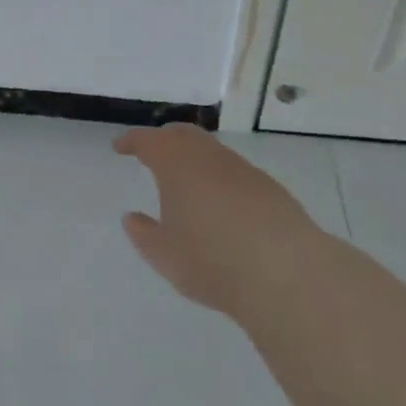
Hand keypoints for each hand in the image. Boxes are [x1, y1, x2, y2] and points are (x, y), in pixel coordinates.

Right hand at [115, 124, 320, 319]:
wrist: (285, 270)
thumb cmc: (212, 259)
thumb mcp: (165, 255)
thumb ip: (144, 234)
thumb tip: (131, 218)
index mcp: (175, 162)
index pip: (146, 140)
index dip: (131, 141)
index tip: (120, 147)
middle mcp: (206, 155)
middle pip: (181, 135)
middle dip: (164, 141)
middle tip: (153, 154)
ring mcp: (241, 167)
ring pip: (211, 151)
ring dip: (195, 159)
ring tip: (188, 182)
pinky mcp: (268, 186)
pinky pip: (235, 172)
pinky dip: (220, 179)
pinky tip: (223, 205)